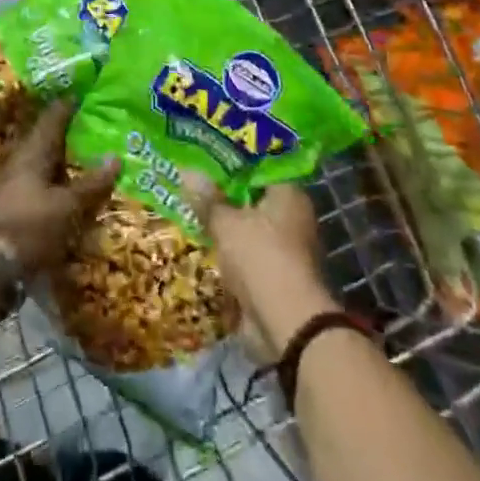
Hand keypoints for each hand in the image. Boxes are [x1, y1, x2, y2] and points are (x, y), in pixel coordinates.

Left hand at [0, 102, 119, 276]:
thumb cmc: (30, 228)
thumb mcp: (68, 207)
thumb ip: (92, 184)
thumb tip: (116, 157)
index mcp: (31, 153)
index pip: (52, 119)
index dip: (67, 106)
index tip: (83, 94)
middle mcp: (15, 161)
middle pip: (42, 140)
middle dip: (63, 134)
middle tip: (87, 128)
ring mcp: (5, 183)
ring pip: (35, 162)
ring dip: (55, 161)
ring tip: (79, 159)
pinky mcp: (2, 206)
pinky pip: (30, 183)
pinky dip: (47, 181)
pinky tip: (60, 190)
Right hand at [184, 178, 338, 364]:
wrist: (287, 323)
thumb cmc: (260, 257)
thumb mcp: (226, 223)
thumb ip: (207, 199)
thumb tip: (187, 171)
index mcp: (289, 194)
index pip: (259, 167)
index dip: (231, 161)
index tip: (203, 156)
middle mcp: (292, 217)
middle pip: (252, 197)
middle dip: (223, 194)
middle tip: (190, 182)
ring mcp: (285, 248)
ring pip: (248, 226)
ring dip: (224, 224)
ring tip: (189, 209)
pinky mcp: (275, 274)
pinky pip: (246, 252)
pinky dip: (228, 249)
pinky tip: (202, 242)